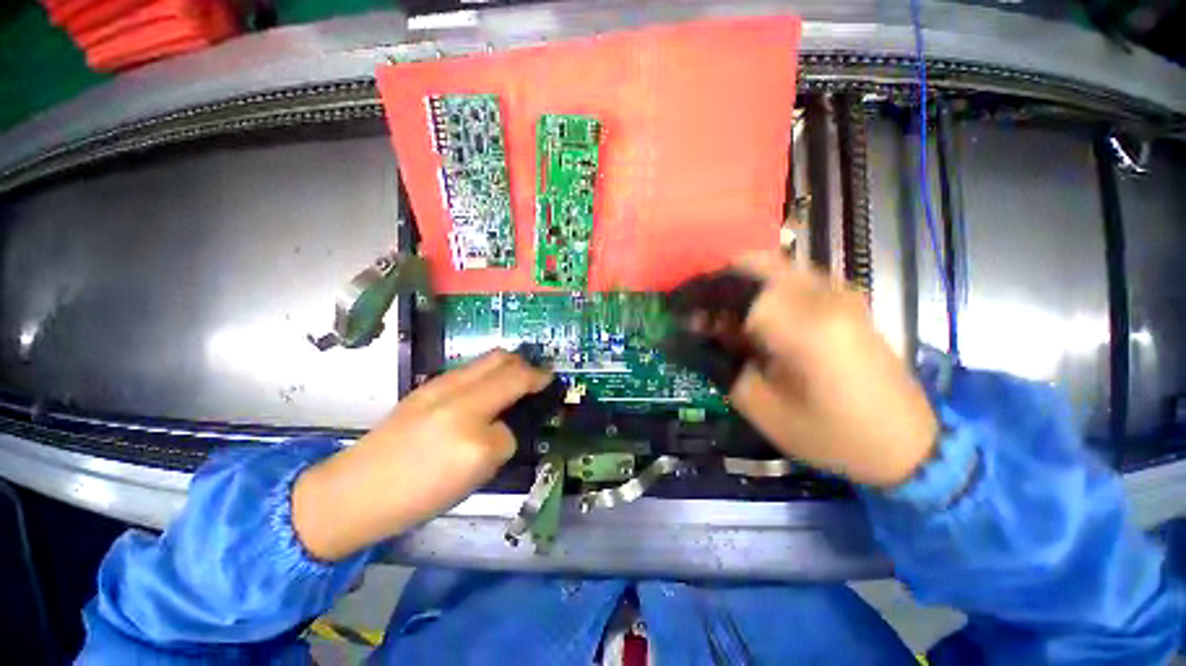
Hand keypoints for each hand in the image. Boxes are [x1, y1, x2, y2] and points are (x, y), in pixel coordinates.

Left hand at [293, 350, 552, 560]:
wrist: (357, 491)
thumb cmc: (420, 494)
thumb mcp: (475, 475)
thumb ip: (500, 439)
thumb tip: (504, 420)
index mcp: (471, 422)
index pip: (517, 389)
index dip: (538, 381)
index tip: (550, 380)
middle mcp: (457, 394)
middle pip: (503, 360)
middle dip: (525, 363)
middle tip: (535, 377)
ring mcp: (438, 386)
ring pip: (485, 360)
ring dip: (507, 365)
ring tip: (514, 382)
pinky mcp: (425, 387)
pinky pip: (469, 369)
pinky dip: (487, 373)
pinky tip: (485, 392)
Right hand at [704, 253, 937, 486]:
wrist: (907, 443)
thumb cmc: (829, 434)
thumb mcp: (760, 406)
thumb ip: (720, 362)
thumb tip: (691, 331)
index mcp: (802, 326)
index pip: (734, 290)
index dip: (698, 297)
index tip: (676, 311)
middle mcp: (823, 296)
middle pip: (753, 263)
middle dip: (716, 282)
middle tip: (697, 310)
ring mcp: (839, 292)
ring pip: (772, 265)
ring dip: (737, 284)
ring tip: (721, 316)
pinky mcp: (845, 298)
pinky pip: (790, 277)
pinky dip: (760, 287)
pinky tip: (752, 317)